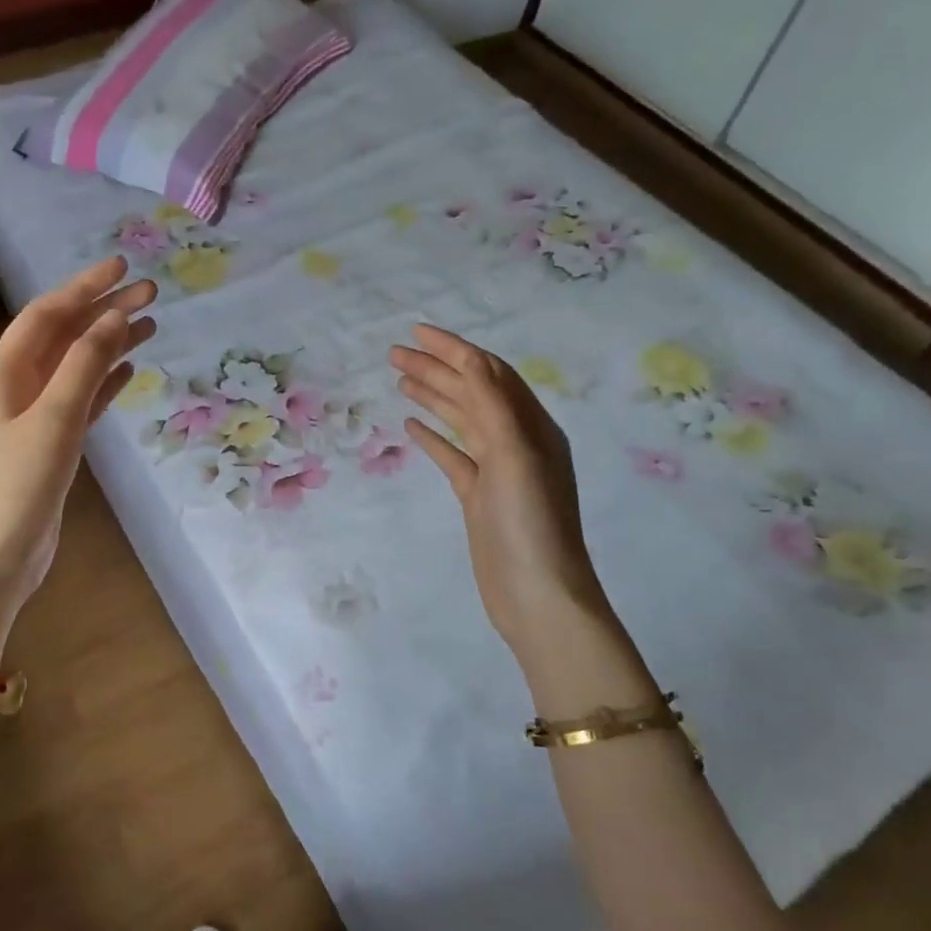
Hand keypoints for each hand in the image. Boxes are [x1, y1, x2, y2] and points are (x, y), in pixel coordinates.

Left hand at [0, 256, 155, 611]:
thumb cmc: (16, 486)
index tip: (123, 267)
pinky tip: (128, 373)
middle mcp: (15, 386)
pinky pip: (80, 400)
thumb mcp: (54, 419)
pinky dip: (103, 383)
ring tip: (149, 326)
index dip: (85, 287)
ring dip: (108, 344)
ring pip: (75, 367)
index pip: (48, 314)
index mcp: (5, 373)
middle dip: (103, 311)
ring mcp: (32, 417)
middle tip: (150, 293)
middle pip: (64, 336)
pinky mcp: (49, 445)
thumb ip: (85, 366)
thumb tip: (115, 317)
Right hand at [391, 326, 611, 662]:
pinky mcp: (479, 497)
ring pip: (461, 421)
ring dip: (433, 397)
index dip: (454, 350)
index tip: (416, 334)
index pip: (488, 374)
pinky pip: (453, 455)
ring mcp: (497, 471)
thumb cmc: (530, 523)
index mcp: (531, 426)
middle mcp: (516, 441)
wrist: (537, 596)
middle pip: (471, 393)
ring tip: (399, 379)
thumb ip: (492, 405)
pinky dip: (433, 437)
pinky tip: (411, 426)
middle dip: (436, 369)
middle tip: (394, 354)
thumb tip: (471, 357)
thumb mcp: (515, 456)